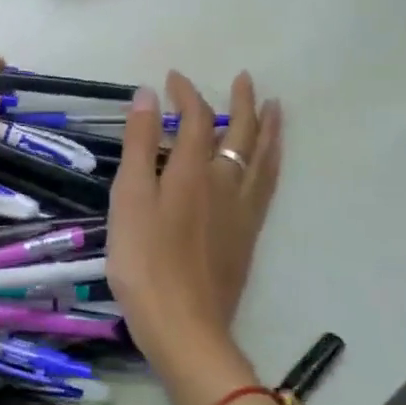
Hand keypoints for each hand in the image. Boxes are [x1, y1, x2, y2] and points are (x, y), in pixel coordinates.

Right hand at [106, 70, 282, 404]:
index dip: (187, 94)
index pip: (196, 118)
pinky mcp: (248, 235)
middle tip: (245, 79)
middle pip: (241, 132)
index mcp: (193, 170)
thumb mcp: (130, 197)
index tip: (174, 78)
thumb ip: (140, 144)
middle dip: (242, 102)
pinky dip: (272, 163)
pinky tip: (269, 164)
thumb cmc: (145, 261)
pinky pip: (267, 185)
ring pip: (263, 158)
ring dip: (268, 128)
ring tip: (275, 108)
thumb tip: (148, 94)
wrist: (184, 326)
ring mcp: (242, 210)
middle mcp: (225, 182)